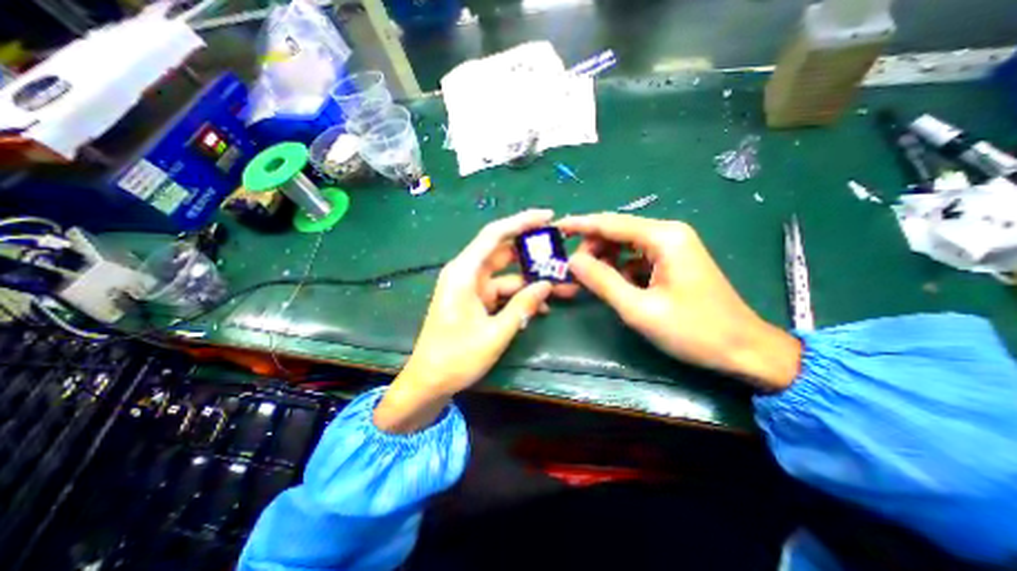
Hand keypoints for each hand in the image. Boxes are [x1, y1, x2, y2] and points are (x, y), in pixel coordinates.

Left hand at [376, 209, 559, 432]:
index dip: (522, 222)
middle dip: (532, 252)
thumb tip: (547, 285)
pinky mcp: (476, 301)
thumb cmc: (457, 357)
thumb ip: (522, 306)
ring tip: (560, 285)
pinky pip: (502, 292)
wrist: (429, 381)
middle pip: (503, 252)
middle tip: (560, 251)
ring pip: (506, 275)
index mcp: (465, 272)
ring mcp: (471, 288)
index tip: (548, 216)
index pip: (495, 235)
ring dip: (531, 280)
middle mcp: (467, 273)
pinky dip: (519, 296)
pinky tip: (540, 307)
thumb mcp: (495, 333)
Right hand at [556, 214, 803, 391]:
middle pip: (617, 231)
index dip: (580, 225)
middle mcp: (668, 233)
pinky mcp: (671, 261)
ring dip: (603, 259)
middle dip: (591, 247)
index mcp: (663, 237)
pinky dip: (618, 268)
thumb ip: (602, 281)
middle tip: (572, 271)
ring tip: (587, 279)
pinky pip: (635, 257)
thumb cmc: (693, 330)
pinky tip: (612, 284)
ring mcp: (671, 247)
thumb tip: (571, 261)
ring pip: (624, 245)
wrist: (743, 349)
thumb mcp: (639, 309)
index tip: (555, 228)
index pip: (610, 223)